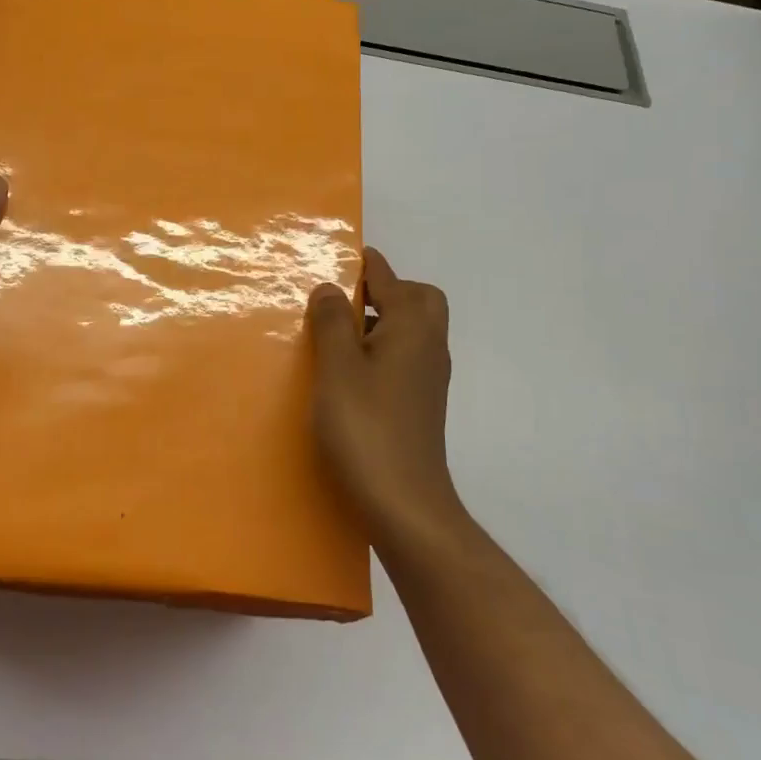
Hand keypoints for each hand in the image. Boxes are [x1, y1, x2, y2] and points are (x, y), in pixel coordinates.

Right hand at [306, 248, 466, 548]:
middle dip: (386, 290)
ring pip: (412, 331)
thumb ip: (333, 321)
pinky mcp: (421, 405)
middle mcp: (429, 347)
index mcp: (413, 329)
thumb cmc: (366, 428)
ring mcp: (428, 379)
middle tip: (343, 301)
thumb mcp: (338, 368)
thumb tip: (331, 287)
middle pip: (418, 300)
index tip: (338, 255)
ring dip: (381, 322)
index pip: (390, 279)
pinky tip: (349, 373)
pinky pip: (405, 358)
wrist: (405, 504)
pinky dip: (382, 350)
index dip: (365, 264)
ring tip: (336, 334)